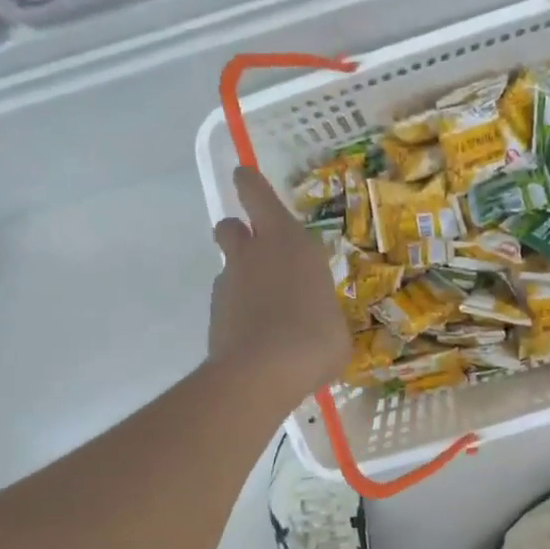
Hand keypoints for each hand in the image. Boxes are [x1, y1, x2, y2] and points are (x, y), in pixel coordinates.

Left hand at [208, 166, 350, 405]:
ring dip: (241, 277)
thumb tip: (316, 317)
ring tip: (264, 308)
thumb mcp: (335, 321)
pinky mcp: (214, 314)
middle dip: (239, 232)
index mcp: (290, 243)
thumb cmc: (316, 338)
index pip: (259, 197)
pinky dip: (238, 312)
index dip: (250, 185)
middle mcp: (255, 254)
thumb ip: (321, 307)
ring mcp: (229, 283)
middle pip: (231, 226)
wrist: (264, 372)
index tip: (243, 176)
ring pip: (227, 265)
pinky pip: (226, 302)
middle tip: (257, 251)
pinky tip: (256, 336)